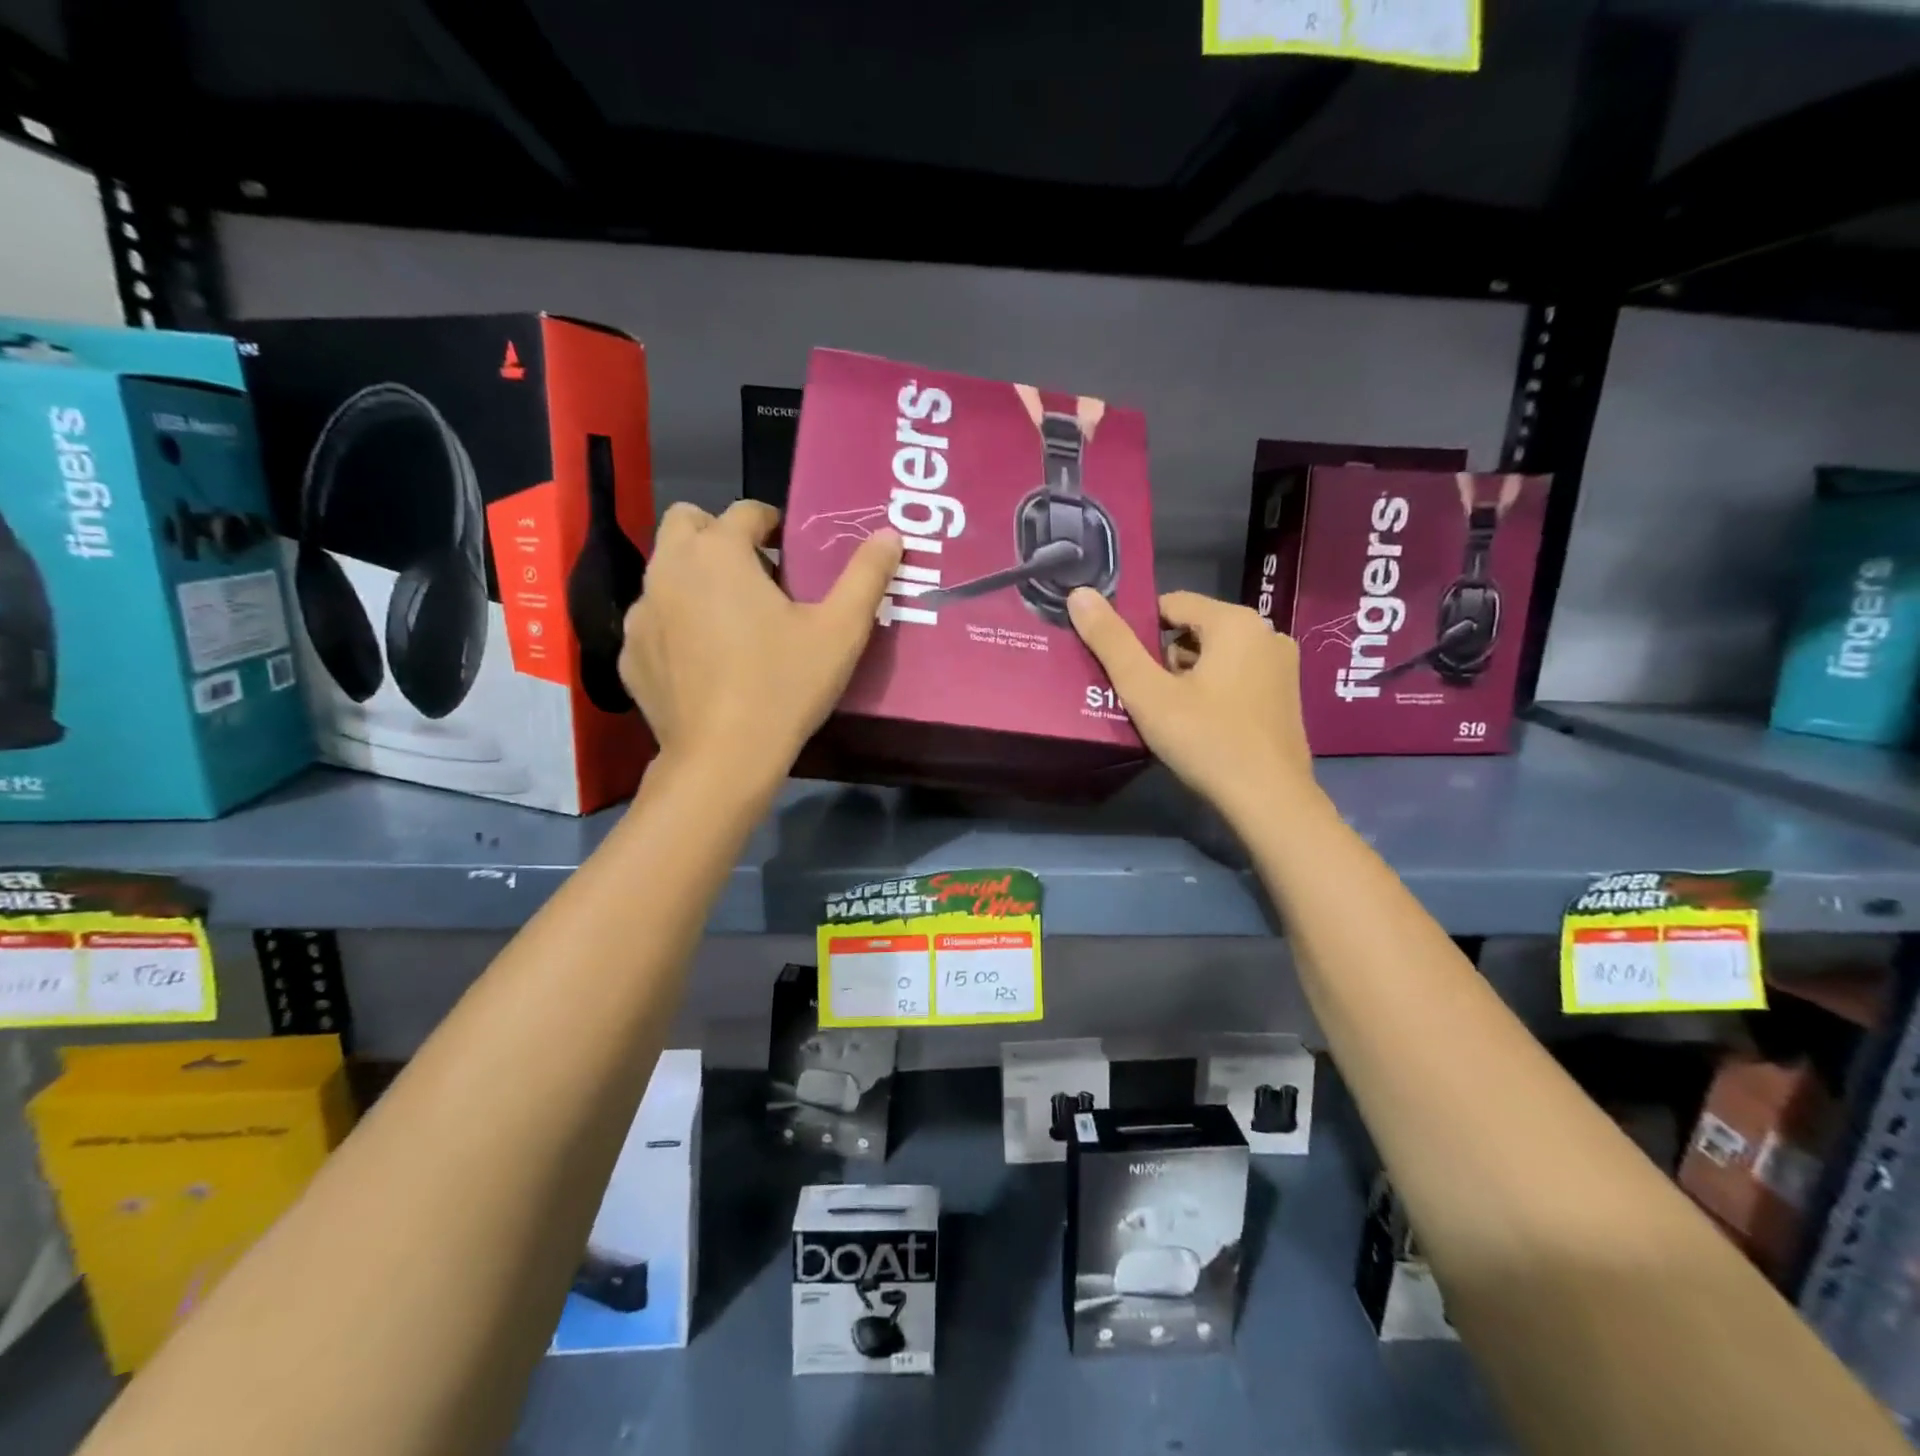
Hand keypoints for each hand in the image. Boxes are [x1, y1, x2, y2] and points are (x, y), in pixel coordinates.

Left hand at [618, 501, 902, 778]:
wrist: (723, 758)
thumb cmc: (784, 686)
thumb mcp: (840, 631)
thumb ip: (866, 576)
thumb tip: (890, 535)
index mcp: (719, 552)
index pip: (745, 511)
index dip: (771, 524)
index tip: (790, 551)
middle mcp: (668, 569)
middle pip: (686, 524)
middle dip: (718, 536)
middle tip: (754, 575)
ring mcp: (641, 613)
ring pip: (664, 572)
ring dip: (694, 578)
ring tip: (730, 621)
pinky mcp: (629, 655)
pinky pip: (652, 621)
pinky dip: (674, 625)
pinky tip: (703, 662)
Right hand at [1067, 587, 1315, 823]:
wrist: (1270, 801)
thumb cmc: (1206, 740)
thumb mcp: (1148, 692)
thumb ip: (1112, 642)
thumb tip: (1080, 594)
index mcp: (1236, 622)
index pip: (1172, 603)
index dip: (1139, 628)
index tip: (1120, 663)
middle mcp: (1267, 633)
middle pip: (1195, 629)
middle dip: (1163, 657)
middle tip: (1144, 695)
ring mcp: (1282, 666)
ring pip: (1216, 655)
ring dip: (1187, 675)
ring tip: (1167, 713)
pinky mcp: (1286, 696)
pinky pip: (1237, 676)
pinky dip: (1213, 690)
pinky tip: (1199, 724)